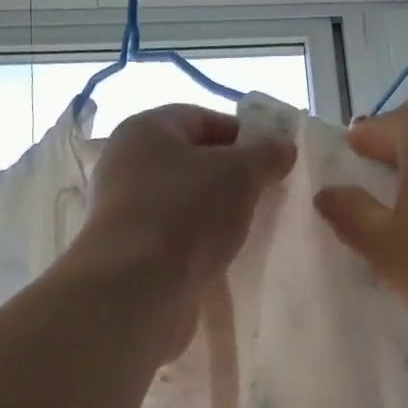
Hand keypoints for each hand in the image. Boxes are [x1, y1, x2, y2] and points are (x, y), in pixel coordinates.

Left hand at [80, 103, 296, 293]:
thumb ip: (266, 153)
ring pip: (185, 201)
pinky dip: (199, 242)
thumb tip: (282, 147)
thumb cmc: (187, 213)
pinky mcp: (130, 250)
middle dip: (232, 178)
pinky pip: (175, 236)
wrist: (136, 288)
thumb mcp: (241, 172)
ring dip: (217, 213)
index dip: (244, 136)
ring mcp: (125, 209)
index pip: (203, 119)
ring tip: (250, 229)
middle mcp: (127, 163)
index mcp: (146, 129)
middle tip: (266, 196)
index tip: (275, 162)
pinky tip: (223, 257)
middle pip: (193, 162)